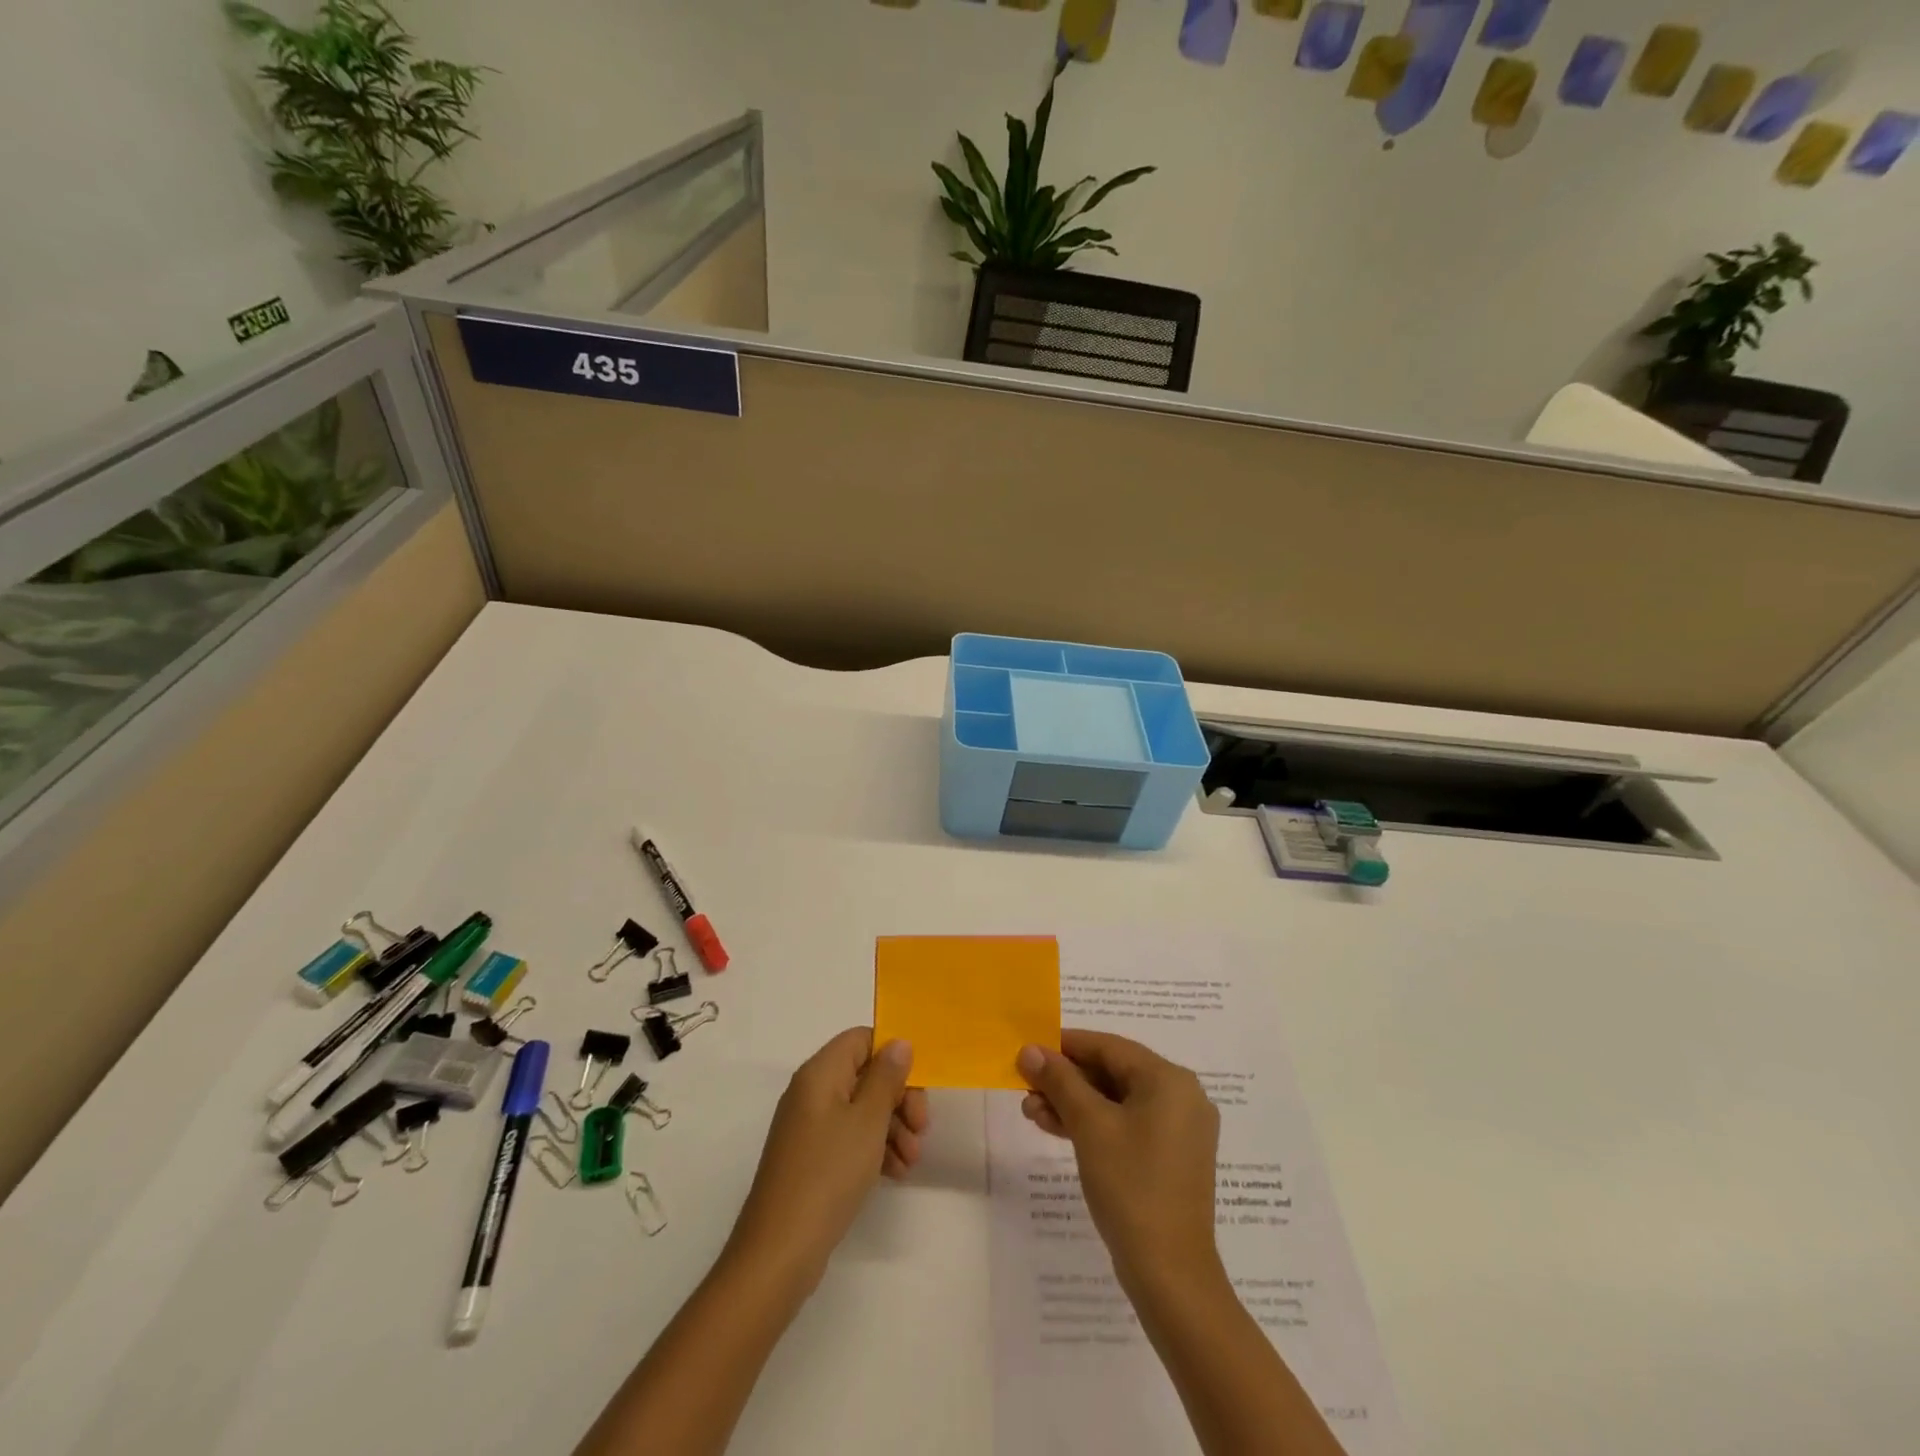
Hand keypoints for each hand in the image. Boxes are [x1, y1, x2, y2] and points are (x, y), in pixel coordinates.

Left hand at [725, 1028, 929, 1289]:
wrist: (780, 1251)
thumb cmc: (828, 1174)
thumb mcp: (868, 1121)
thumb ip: (886, 1077)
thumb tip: (898, 1042)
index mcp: (820, 1073)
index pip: (862, 1039)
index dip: (893, 1055)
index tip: (918, 1086)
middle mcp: (812, 1092)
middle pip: (865, 1074)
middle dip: (899, 1098)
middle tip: (922, 1128)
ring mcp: (809, 1127)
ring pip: (861, 1109)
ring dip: (892, 1127)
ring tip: (912, 1160)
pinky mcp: (812, 1158)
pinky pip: (850, 1137)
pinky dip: (875, 1148)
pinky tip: (896, 1173)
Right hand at [1017, 1031, 1221, 1292]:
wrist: (1170, 1276)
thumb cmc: (1131, 1186)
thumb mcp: (1090, 1126)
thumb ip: (1059, 1081)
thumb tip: (1030, 1049)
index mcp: (1169, 1080)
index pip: (1109, 1046)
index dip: (1065, 1045)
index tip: (1029, 1049)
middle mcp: (1180, 1096)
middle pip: (1112, 1072)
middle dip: (1066, 1079)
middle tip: (1025, 1085)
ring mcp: (1178, 1130)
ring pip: (1116, 1100)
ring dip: (1073, 1103)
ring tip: (1031, 1111)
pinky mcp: (1170, 1158)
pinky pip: (1126, 1125)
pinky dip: (1093, 1124)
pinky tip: (1055, 1128)